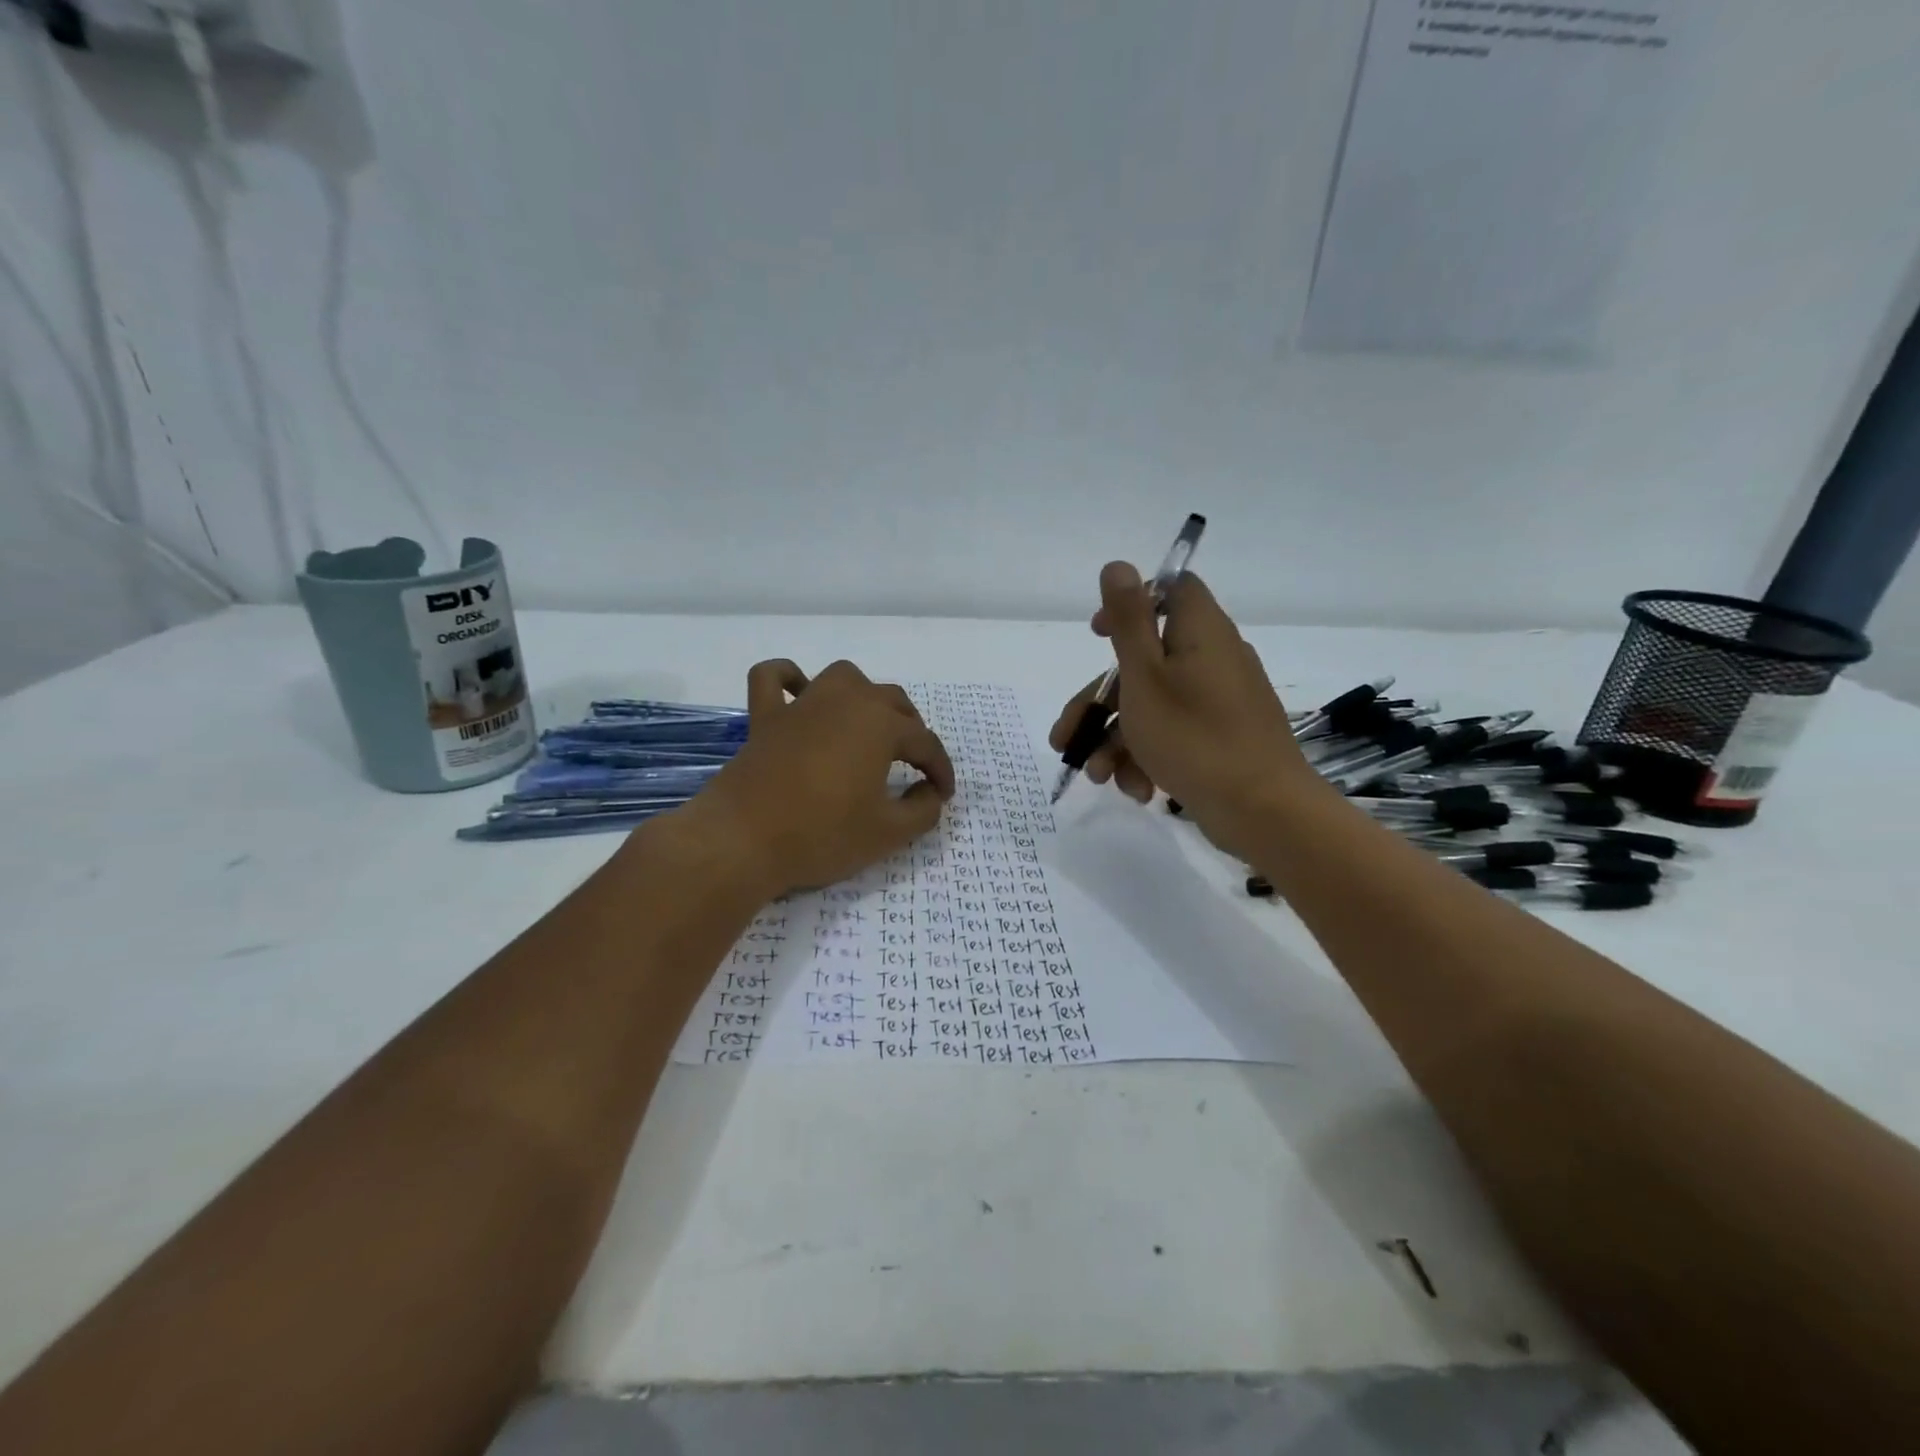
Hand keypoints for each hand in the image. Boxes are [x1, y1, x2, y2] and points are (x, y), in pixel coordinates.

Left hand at [686, 659, 954, 898]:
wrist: (743, 840)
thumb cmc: (822, 834)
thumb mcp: (888, 833)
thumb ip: (923, 810)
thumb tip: (929, 793)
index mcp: (881, 724)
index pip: (925, 743)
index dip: (940, 769)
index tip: (943, 794)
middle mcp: (846, 701)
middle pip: (892, 702)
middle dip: (911, 730)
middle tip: (914, 765)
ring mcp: (802, 705)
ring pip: (845, 678)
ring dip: (864, 695)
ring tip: (869, 726)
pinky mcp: (765, 718)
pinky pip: (773, 679)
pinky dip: (788, 678)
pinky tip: (800, 692)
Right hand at [1049, 562, 1315, 853]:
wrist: (1263, 811)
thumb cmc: (1194, 737)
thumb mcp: (1146, 677)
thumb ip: (1128, 620)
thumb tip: (1117, 565)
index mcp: (1200, 632)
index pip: (1169, 591)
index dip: (1130, 605)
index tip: (1097, 635)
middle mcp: (1213, 658)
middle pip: (1144, 663)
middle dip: (1099, 703)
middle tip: (1066, 738)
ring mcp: (1220, 701)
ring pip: (1153, 705)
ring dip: (1118, 740)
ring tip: (1099, 778)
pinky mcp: (1222, 736)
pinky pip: (1175, 733)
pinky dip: (1149, 756)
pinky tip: (1137, 790)